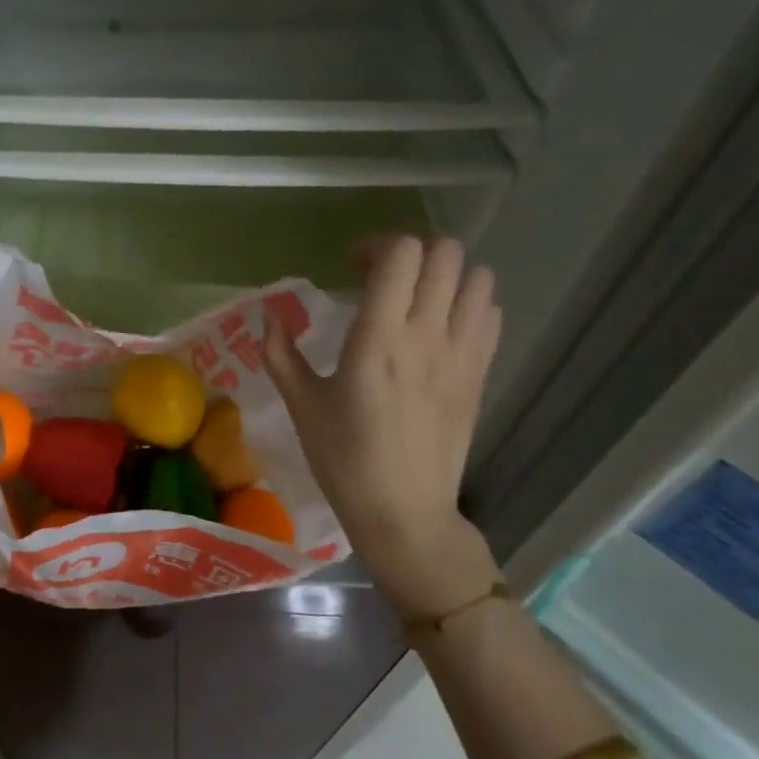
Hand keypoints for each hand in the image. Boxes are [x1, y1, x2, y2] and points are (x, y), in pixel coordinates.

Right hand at [265, 236, 501, 617]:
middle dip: (410, 252)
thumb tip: (268, 316)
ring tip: (416, 298)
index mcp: (378, 340)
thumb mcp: (301, 406)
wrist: (403, 512)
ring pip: (477, 276)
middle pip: (444, 253)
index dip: (376, 246)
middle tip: (383, 279)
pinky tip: (440, 327)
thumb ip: (281, 355)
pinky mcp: (480, 374)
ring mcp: (462, 354)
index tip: (351, 269)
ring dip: (445, 274)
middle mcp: (427, 336)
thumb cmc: (344, 460)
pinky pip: (489, 313)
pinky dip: (468, 303)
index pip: (401, 255)